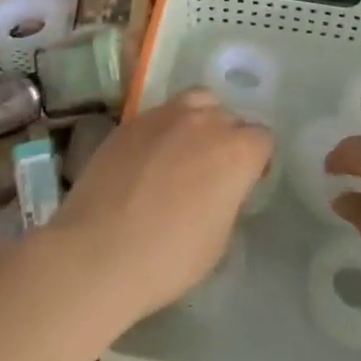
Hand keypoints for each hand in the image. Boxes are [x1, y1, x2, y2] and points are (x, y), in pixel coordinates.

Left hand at [47, 88, 272, 324]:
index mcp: (236, 151)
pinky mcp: (130, 122)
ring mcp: (163, 115)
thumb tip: (222, 187)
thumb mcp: (220, 239)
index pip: (262, 139)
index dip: (256, 162)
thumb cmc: (169, 257)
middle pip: (229, 116)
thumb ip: (230, 199)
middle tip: (212, 172)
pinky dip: (164, 130)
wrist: (97, 253)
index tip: (244, 184)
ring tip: (183, 153)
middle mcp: (205, 121)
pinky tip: (149, 160)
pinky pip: (159, 115)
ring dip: (198, 122)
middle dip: (228, 139)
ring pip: (195, 103)